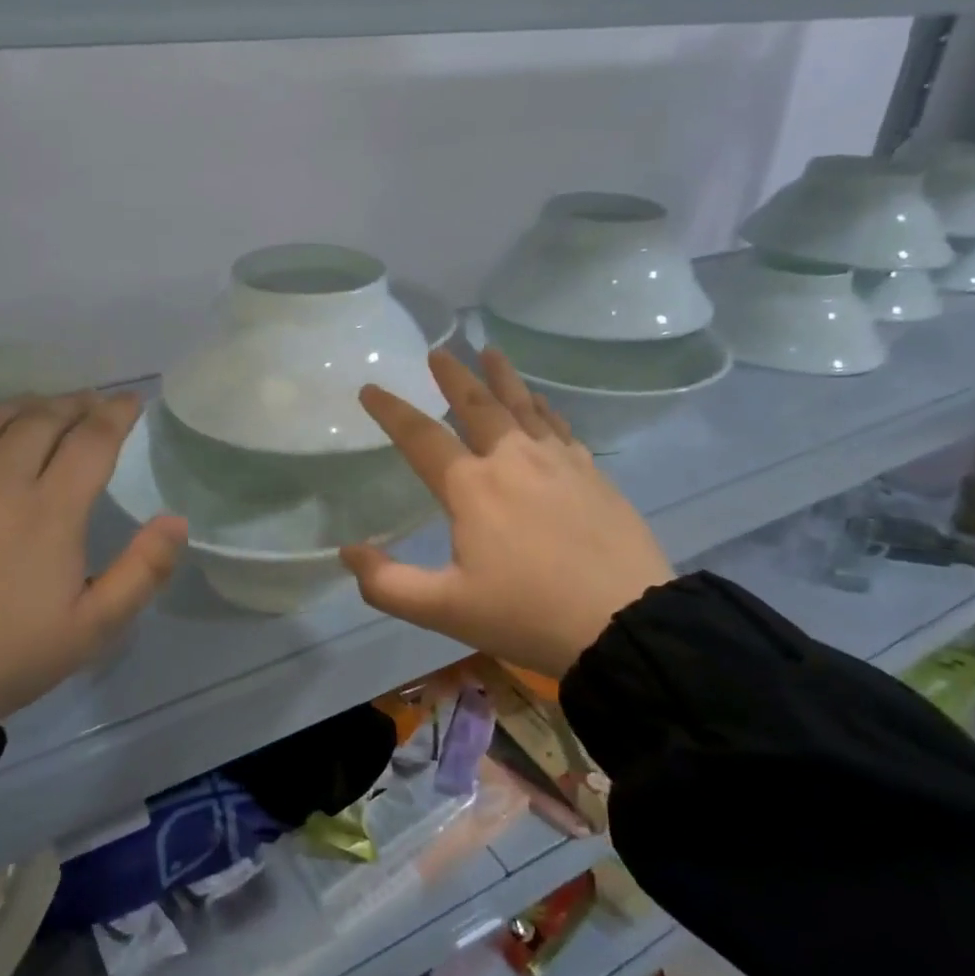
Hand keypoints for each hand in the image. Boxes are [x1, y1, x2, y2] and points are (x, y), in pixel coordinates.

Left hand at [0, 391, 186, 718]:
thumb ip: (143, 571)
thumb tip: (176, 521)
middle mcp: (0, 484)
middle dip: (76, 403)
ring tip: (47, 406)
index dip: (117, 414)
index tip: (133, 402)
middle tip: (95, 403)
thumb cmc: (9, 655)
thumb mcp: (93, 627)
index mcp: (49, 512)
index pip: (91, 441)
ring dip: (29, 405)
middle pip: (43, 419)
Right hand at [341, 349, 671, 678]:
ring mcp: (559, 463)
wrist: (627, 624)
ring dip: (503, 378)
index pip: (421, 437)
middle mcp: (513, 460)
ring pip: (524, 406)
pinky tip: (542, 404)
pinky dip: (544, 409)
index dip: (392, 411)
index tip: (371, 388)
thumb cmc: (527, 615)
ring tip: (491, 353)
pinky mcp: (593, 475)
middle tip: (438, 352)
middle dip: (453, 376)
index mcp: (472, 487)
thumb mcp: (446, 609)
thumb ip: (388, 583)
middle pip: (477, 405)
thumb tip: (347, 551)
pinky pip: (560, 427)